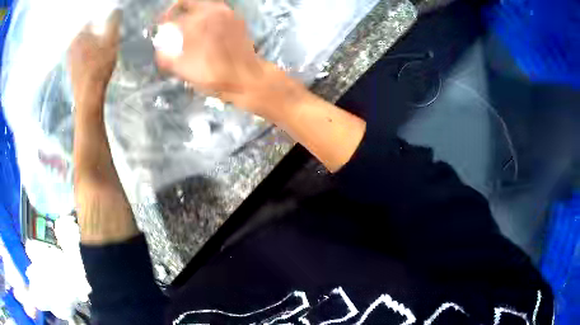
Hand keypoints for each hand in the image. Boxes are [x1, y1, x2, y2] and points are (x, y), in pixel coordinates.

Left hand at [68, 10, 120, 103]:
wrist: (88, 95)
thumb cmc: (99, 66)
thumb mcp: (111, 40)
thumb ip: (113, 22)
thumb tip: (116, 9)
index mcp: (80, 34)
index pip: (91, 21)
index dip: (101, 24)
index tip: (107, 30)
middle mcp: (71, 45)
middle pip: (86, 34)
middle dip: (95, 35)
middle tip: (104, 41)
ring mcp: (69, 59)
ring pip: (82, 46)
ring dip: (90, 46)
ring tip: (99, 53)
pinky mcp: (70, 71)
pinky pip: (79, 58)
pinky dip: (85, 57)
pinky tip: (92, 64)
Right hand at [155, 1, 290, 117]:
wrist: (246, 78)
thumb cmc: (212, 75)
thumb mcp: (182, 69)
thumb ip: (166, 57)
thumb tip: (160, 50)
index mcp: (196, 21)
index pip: (173, 16)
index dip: (163, 21)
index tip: (160, 26)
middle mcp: (212, 11)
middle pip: (190, 1)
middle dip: (177, 8)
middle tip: (172, 18)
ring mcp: (228, 13)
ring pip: (206, 3)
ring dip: (193, 9)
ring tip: (187, 22)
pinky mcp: (237, 19)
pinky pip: (218, 10)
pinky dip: (208, 14)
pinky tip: (205, 28)